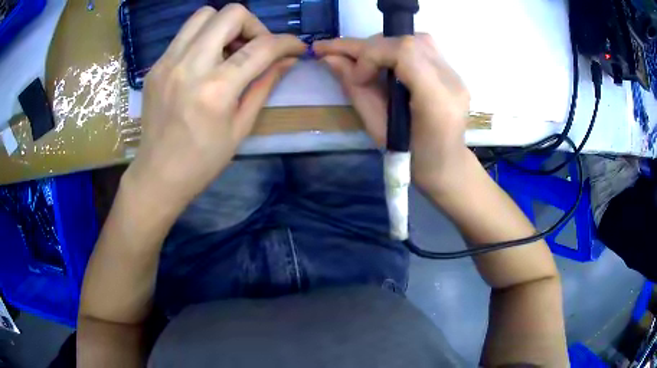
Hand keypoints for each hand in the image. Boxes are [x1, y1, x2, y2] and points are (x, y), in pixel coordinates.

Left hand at [124, 5, 305, 212]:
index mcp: (216, 89)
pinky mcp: (155, 66)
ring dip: (225, 25)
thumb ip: (265, 85)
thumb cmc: (203, 160)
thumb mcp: (241, 127)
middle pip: (231, 14)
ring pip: (204, 15)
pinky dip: (203, 38)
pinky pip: (185, 34)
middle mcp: (189, 66)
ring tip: (228, 50)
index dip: (287, 42)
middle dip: (254, 25)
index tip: (296, 47)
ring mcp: (167, 63)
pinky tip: (205, 62)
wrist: (158, 174)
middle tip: (255, 48)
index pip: (261, 47)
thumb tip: (287, 60)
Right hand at [314, 35, 470, 193]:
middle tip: (345, 59)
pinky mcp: (452, 73)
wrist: (445, 165)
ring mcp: (455, 75)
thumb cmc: (411, 158)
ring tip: (365, 62)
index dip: (372, 55)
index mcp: (436, 100)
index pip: (404, 52)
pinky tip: (387, 64)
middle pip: (408, 41)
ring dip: (385, 46)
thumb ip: (355, 90)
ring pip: (416, 39)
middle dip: (371, 47)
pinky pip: (423, 48)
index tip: (357, 77)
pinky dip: (398, 50)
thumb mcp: (377, 129)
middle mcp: (451, 81)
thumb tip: (330, 58)